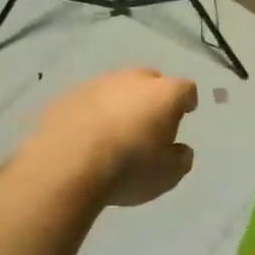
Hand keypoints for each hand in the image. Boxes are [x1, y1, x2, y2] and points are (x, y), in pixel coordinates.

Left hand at [27, 68, 198, 206]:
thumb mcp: (168, 175)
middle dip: (152, 97)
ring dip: (120, 103)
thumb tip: (179, 149)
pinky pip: (89, 100)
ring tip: (115, 130)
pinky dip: (93, 112)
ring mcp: (97, 83)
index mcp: (164, 94)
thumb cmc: (129, 168)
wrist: (67, 164)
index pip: (186, 89)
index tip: (186, 112)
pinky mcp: (68, 95)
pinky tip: (87, 134)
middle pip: (150, 80)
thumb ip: (180, 158)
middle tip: (150, 122)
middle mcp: (132, 79)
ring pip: (116, 87)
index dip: (187, 101)